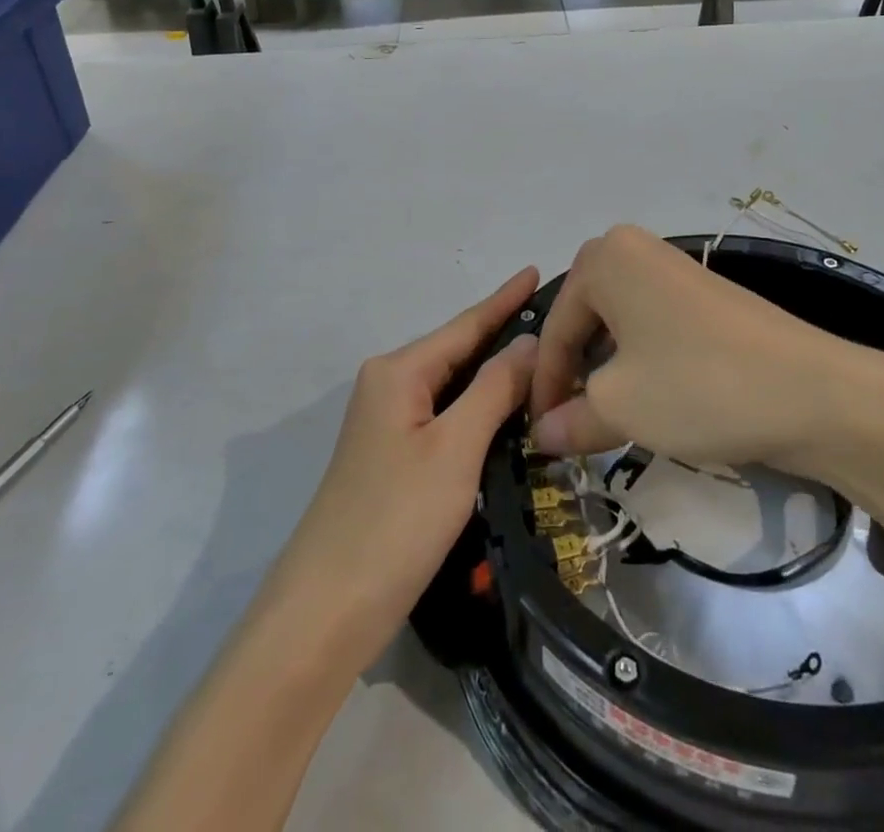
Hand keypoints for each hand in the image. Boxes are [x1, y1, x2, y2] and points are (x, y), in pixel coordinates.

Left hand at [258, 268, 539, 672]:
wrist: (325, 614)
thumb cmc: (395, 520)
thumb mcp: (455, 448)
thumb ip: (495, 388)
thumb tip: (529, 341)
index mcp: (398, 371)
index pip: (465, 325)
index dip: (504, 299)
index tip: (536, 270)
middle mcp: (389, 386)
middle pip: (458, 351)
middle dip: (504, 334)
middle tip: (558, 321)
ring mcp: (388, 424)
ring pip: (453, 385)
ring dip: (496, 374)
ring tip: (545, 358)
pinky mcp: (393, 459)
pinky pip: (446, 415)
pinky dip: (480, 407)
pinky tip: (508, 410)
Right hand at [529, 226, 861, 469]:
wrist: (812, 391)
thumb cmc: (697, 385)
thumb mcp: (620, 407)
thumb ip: (570, 418)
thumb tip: (542, 434)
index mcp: (605, 258)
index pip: (555, 327)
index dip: (543, 386)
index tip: (539, 435)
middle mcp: (635, 250)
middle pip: (584, 317)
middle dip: (574, 371)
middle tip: (571, 422)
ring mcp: (675, 269)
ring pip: (619, 323)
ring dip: (607, 369)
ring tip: (609, 416)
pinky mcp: (705, 295)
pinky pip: (652, 324)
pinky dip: (640, 360)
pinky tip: (651, 398)